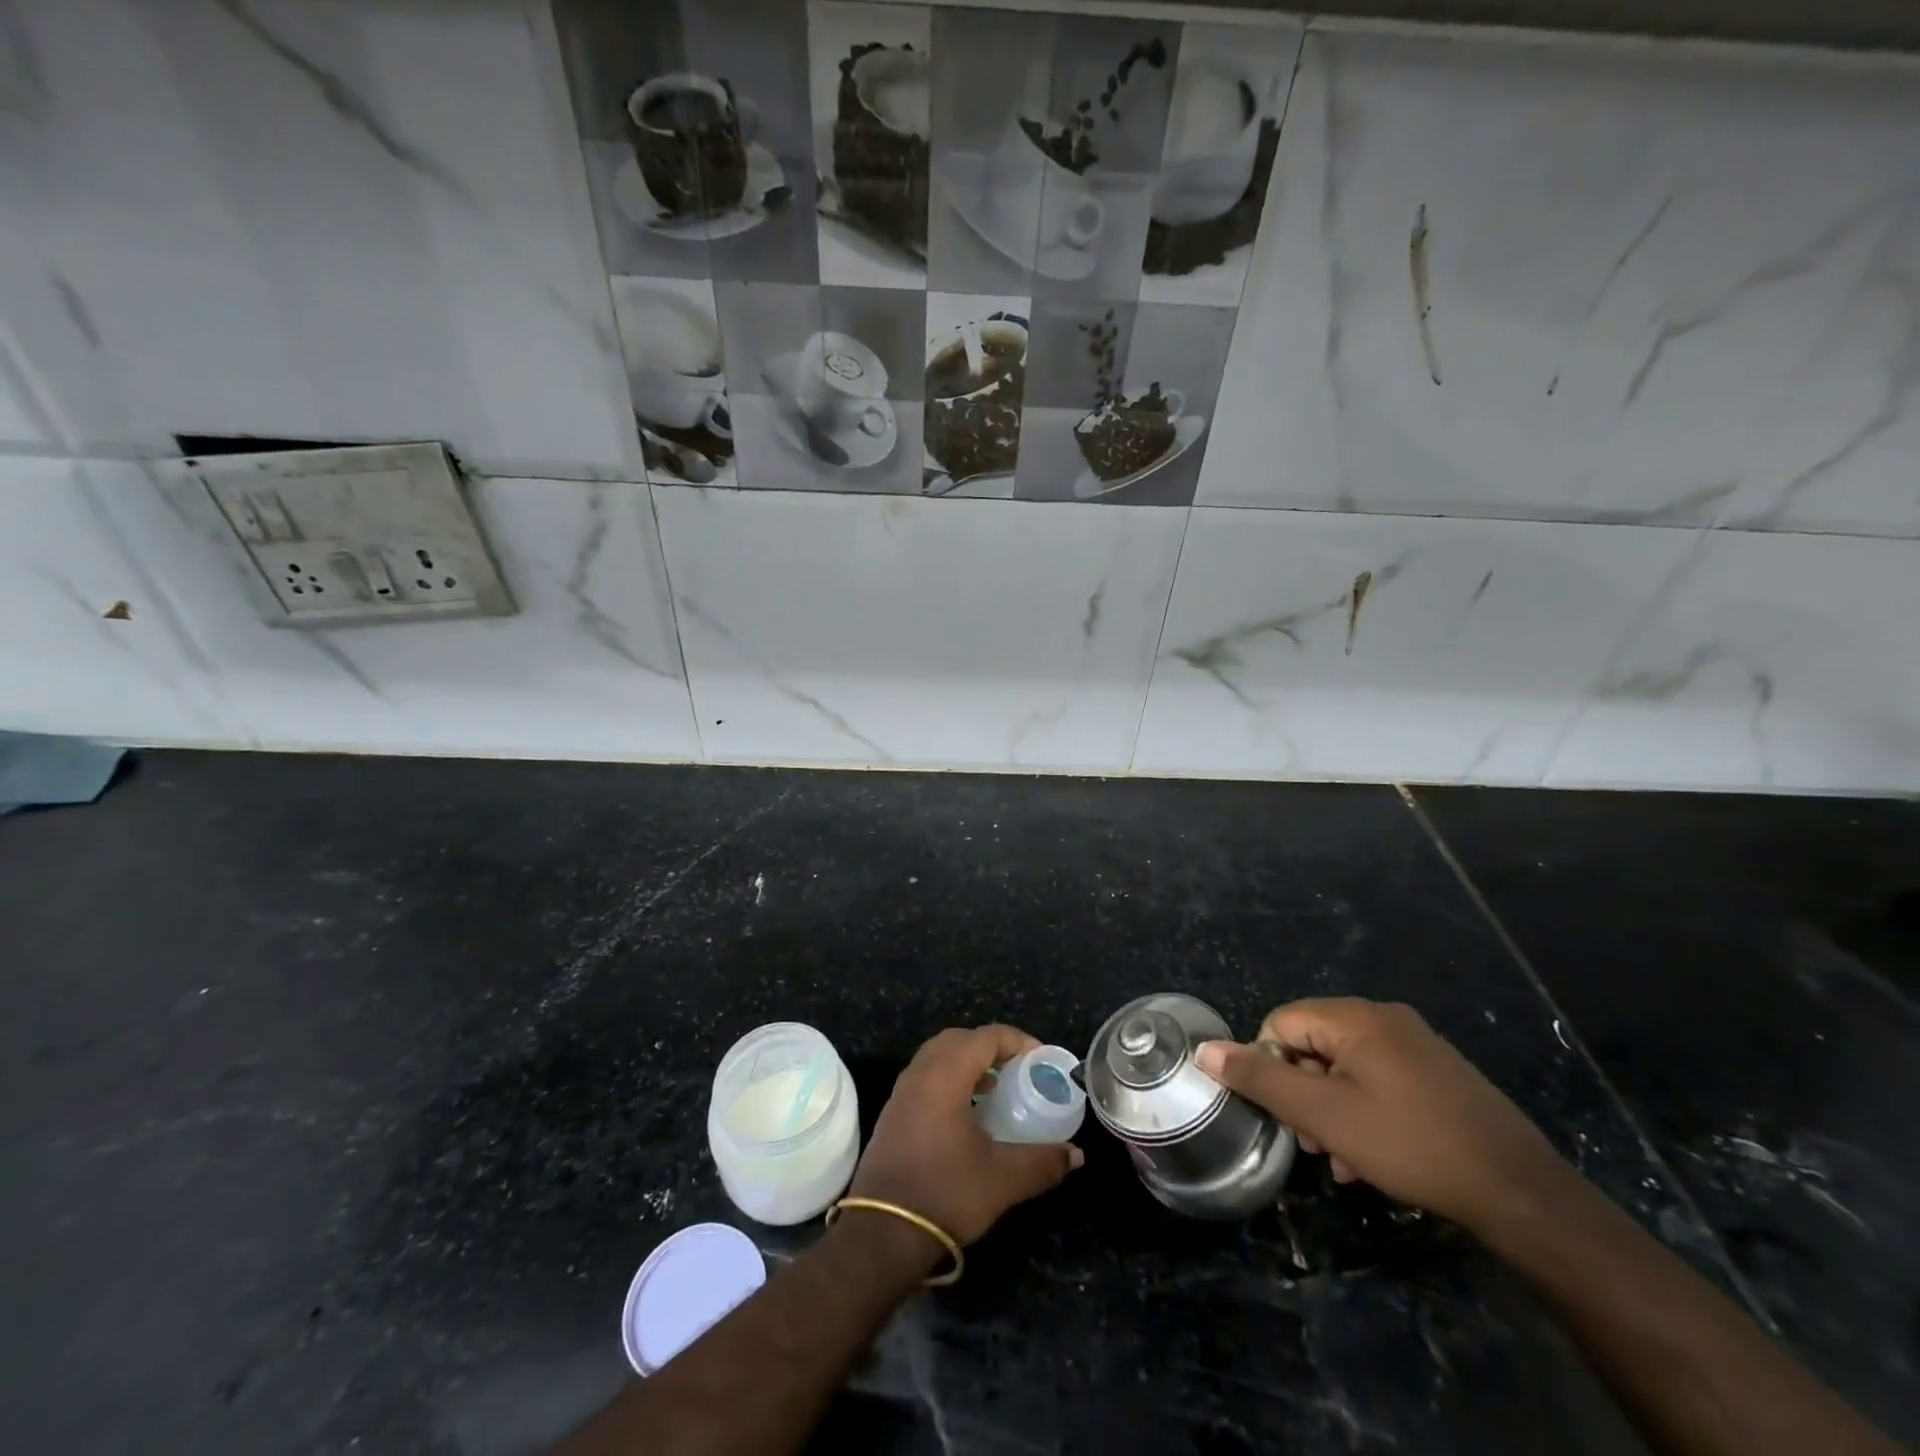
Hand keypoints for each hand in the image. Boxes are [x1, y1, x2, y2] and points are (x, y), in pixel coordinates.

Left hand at [849, 1025, 1082, 1245]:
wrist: (882, 1233)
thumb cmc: (946, 1193)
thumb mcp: (1003, 1179)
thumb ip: (1043, 1162)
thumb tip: (1076, 1155)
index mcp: (945, 1075)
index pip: (986, 1037)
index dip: (1017, 1041)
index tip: (1041, 1060)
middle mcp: (920, 1073)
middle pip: (959, 1039)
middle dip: (991, 1047)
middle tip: (1017, 1069)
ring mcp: (902, 1093)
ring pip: (938, 1057)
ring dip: (968, 1063)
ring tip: (996, 1089)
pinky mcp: (893, 1114)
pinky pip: (926, 1077)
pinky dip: (950, 1080)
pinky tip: (967, 1114)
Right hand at [1195, 998, 1565, 1234]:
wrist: (1521, 1192)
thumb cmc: (1411, 1145)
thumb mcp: (1324, 1116)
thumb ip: (1260, 1080)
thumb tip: (1206, 1050)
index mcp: (1355, 1018)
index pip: (1281, 1024)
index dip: (1271, 1067)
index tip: (1286, 1114)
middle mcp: (1385, 1018)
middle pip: (1313, 1045)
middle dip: (1302, 1093)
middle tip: (1313, 1142)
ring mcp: (1416, 1045)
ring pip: (1345, 1068)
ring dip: (1330, 1109)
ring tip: (1341, 1158)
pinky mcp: (1437, 1074)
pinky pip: (1378, 1080)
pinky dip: (1363, 1111)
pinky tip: (1369, 1158)